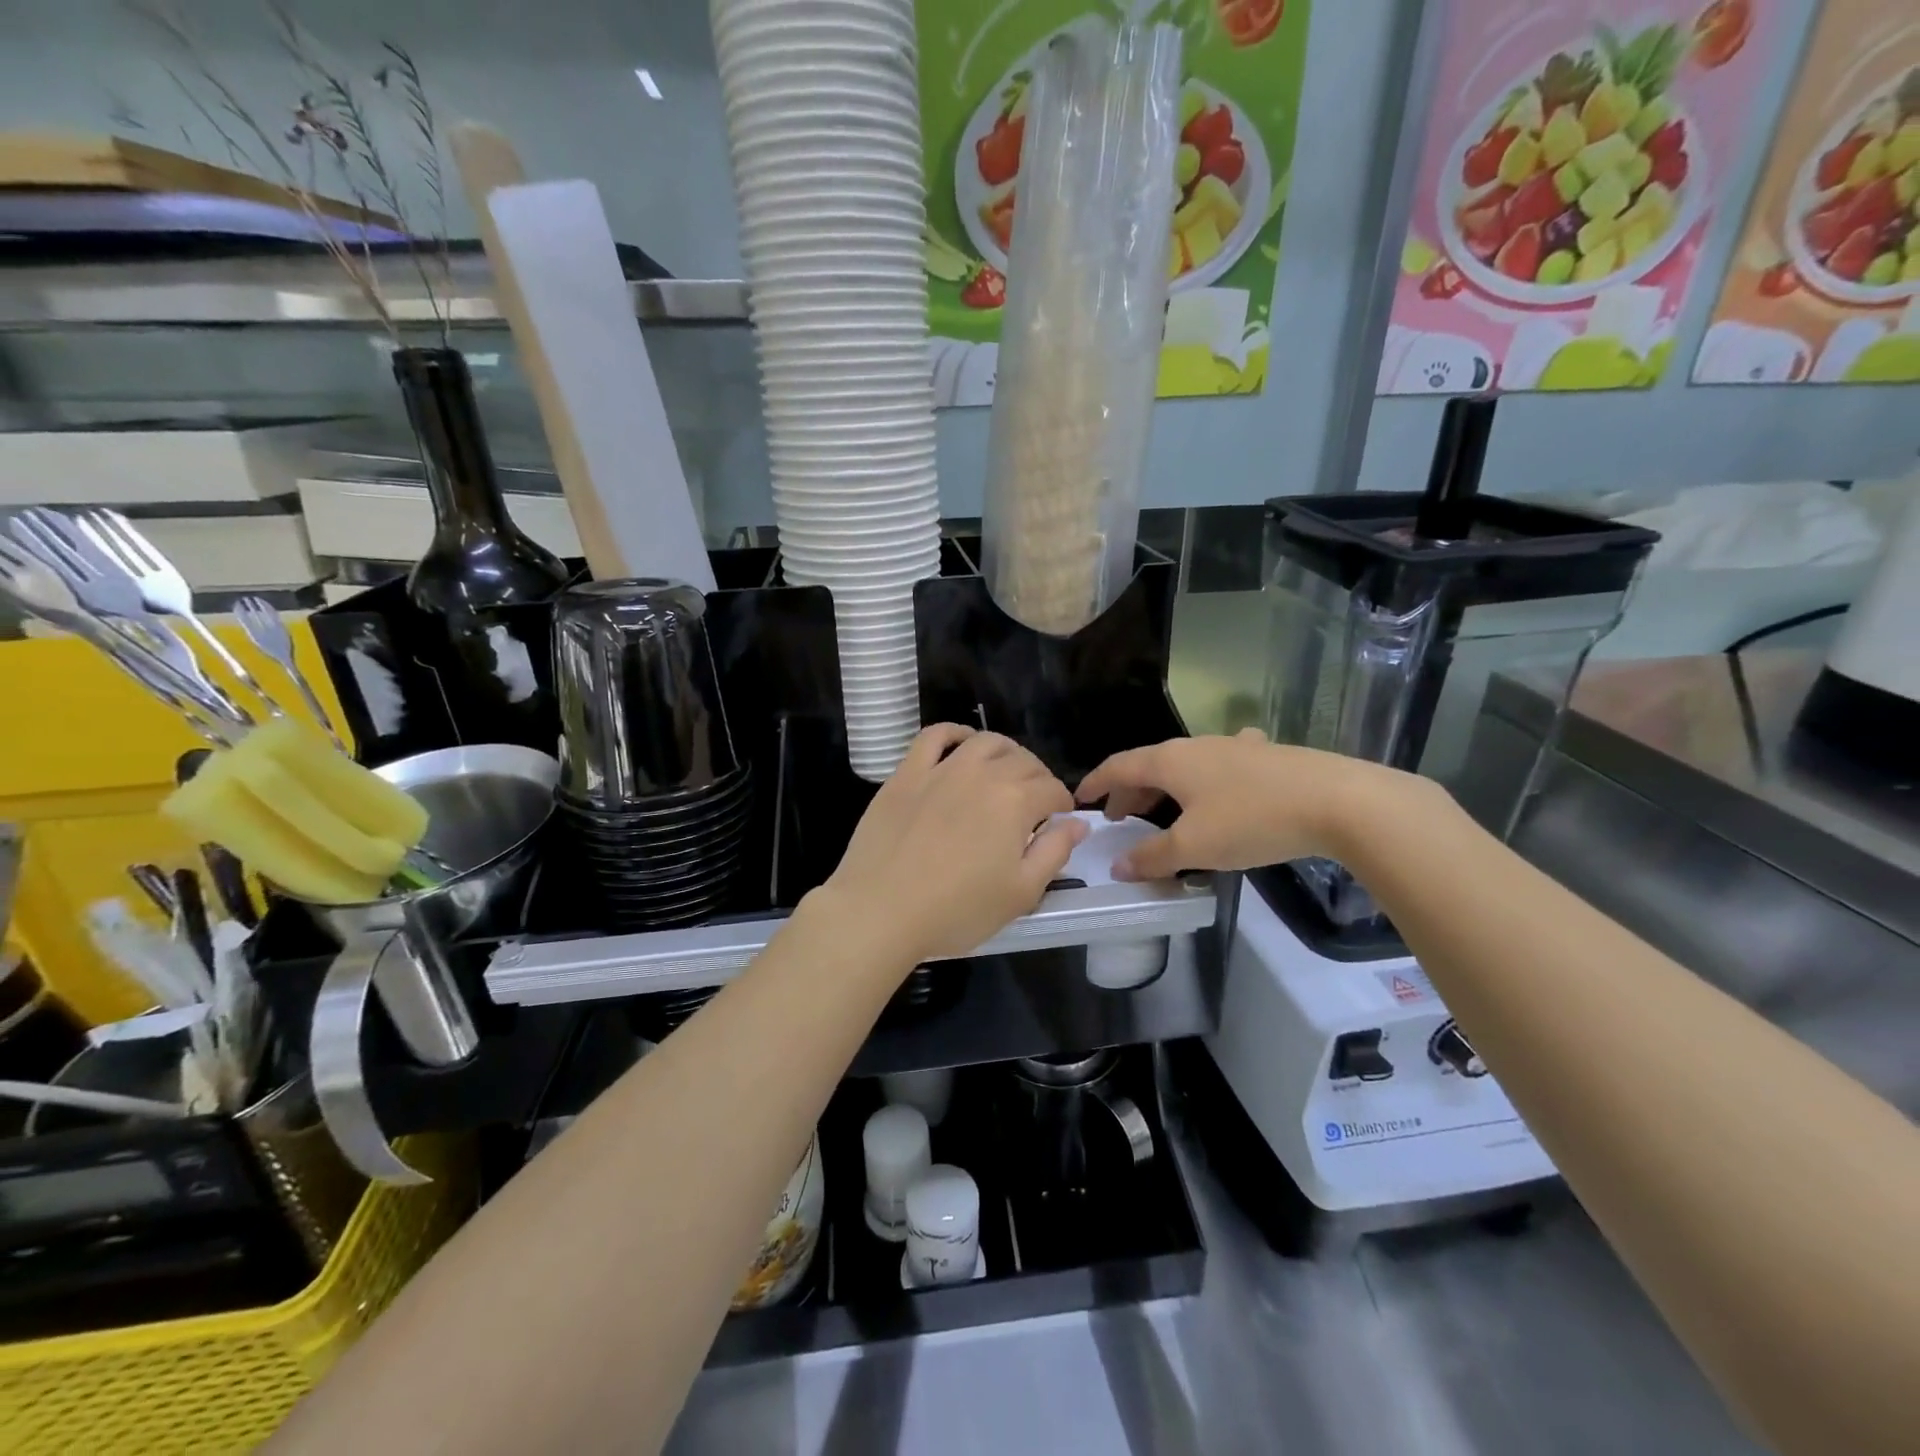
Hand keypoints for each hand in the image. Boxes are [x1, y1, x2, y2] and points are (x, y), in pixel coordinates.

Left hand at [818, 725, 1085, 965]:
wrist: (881, 910)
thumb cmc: (957, 910)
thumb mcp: (1021, 893)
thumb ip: (1055, 852)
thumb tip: (1078, 823)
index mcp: (1015, 801)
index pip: (1052, 789)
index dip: (1062, 803)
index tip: (1060, 819)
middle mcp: (982, 773)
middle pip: (1023, 761)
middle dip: (1038, 778)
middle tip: (1035, 802)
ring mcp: (941, 769)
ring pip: (984, 742)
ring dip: (1005, 752)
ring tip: (1005, 772)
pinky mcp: (907, 773)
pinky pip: (934, 736)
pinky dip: (954, 733)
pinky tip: (962, 744)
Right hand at [1076, 729, 1404, 880]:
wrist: (1338, 800)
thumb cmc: (1252, 820)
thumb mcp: (1195, 846)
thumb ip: (1152, 857)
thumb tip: (1119, 867)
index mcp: (1170, 761)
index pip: (1119, 765)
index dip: (1096, 783)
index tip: (1081, 800)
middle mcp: (1196, 746)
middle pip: (1150, 765)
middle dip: (1130, 792)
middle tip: (1120, 819)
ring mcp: (1234, 747)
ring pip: (1186, 766)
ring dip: (1166, 788)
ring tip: (1163, 810)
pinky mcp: (1265, 757)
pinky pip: (1221, 766)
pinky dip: (1206, 781)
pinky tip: (1223, 785)